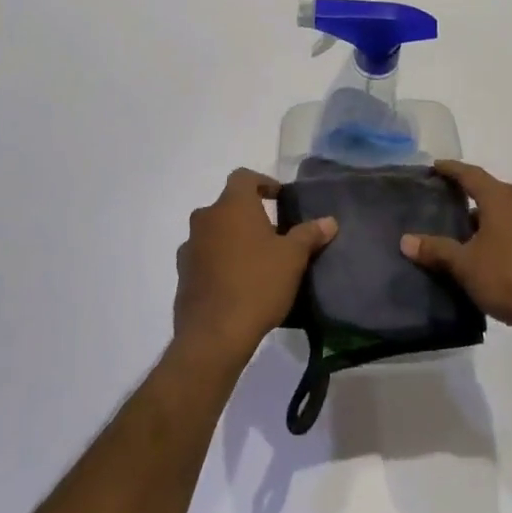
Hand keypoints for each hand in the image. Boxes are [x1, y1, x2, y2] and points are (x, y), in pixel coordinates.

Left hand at [174, 169, 335, 365]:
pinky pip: (203, 257)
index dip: (262, 183)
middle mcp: (206, 218)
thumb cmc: (257, 284)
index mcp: (232, 205)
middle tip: (272, 234)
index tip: (279, 198)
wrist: (214, 335)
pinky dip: (218, 262)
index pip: (244, 177)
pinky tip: (235, 283)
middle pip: (228, 205)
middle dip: (248, 215)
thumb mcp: (293, 258)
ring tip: (255, 261)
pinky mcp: (182, 275)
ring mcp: (189, 246)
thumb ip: (309, 234)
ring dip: (231, 239)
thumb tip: (329, 221)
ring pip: (214, 231)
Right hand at [401, 161, 511, 340]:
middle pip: (492, 193)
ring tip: (469, 238)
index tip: (436, 166)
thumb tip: (405, 240)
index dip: (452, 170)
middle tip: (449, 206)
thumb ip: (436, 250)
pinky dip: (506, 238)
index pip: (471, 175)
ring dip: (489, 221)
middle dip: (471, 198)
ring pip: (509, 215)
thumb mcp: (466, 266)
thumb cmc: (511, 278)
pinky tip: (496, 260)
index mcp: (502, 199)